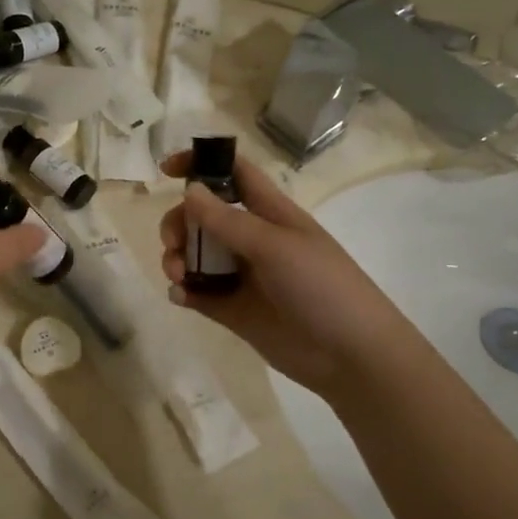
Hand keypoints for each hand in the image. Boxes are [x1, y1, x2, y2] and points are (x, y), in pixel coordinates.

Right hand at [158, 152, 396, 395]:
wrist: (350, 355)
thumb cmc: (322, 287)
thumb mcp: (274, 247)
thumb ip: (227, 221)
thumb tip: (189, 189)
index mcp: (270, 213)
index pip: (233, 174)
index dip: (202, 163)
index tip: (167, 170)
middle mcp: (252, 240)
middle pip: (202, 216)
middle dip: (179, 223)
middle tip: (174, 244)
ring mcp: (241, 276)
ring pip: (195, 255)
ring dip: (178, 258)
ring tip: (179, 277)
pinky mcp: (233, 310)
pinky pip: (198, 293)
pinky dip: (183, 291)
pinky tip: (181, 296)